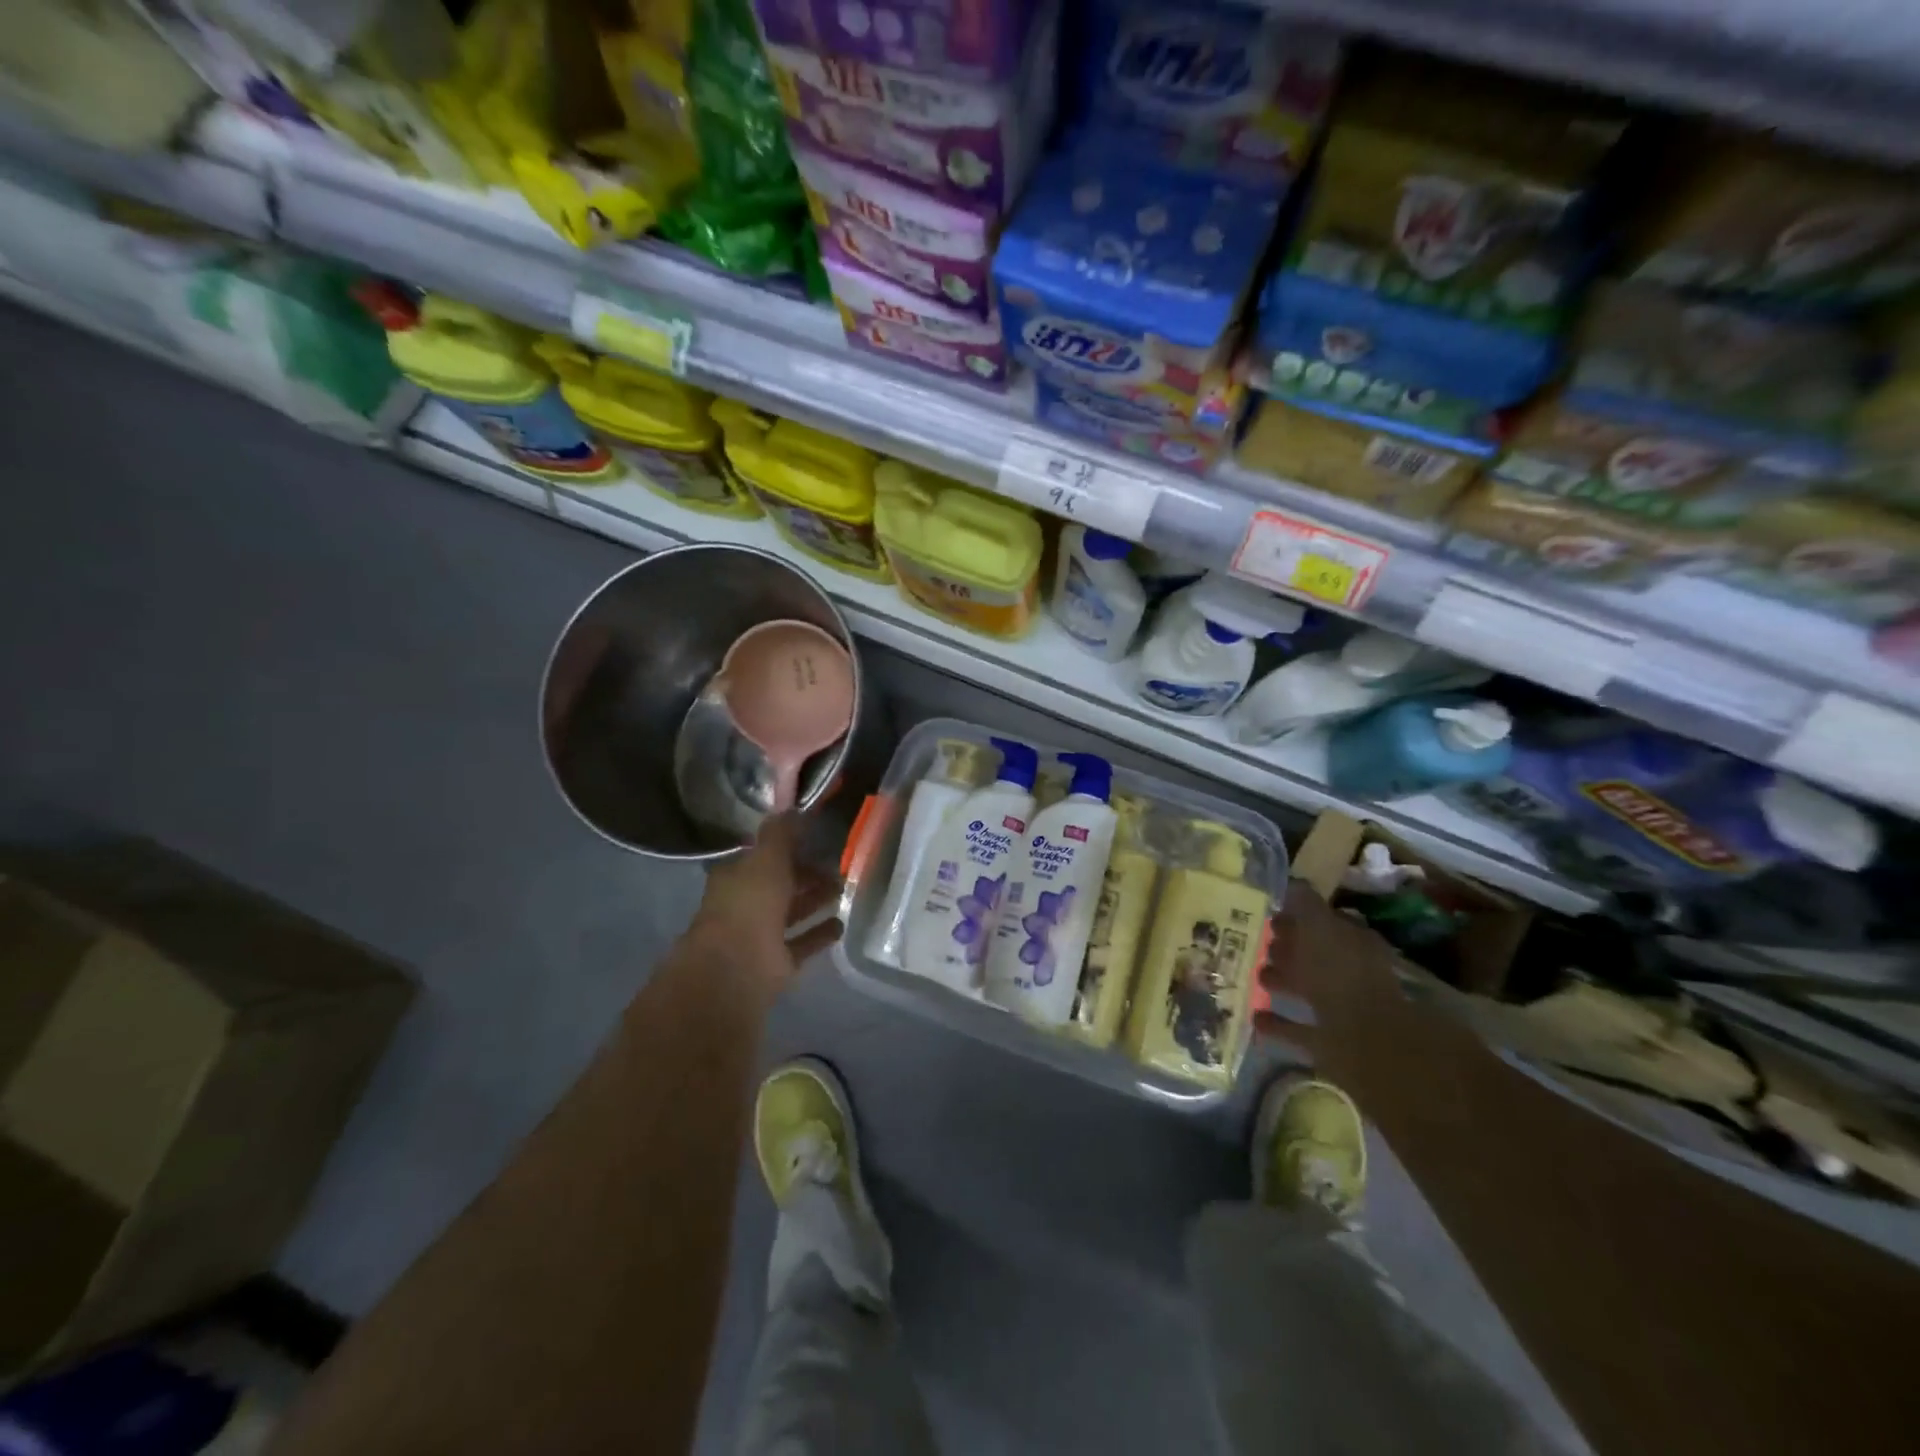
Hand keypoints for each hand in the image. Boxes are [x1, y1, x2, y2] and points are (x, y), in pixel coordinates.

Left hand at [692, 816, 842, 1000]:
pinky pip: (803, 943)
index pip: (763, 855)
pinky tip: (842, 923)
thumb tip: (793, 808)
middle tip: (839, 863)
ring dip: (816, 901)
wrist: (737, 968)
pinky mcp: (777, 963)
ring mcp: (760, 935)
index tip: (815, 837)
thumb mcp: (767, 858)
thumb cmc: (749, 904)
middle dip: (806, 874)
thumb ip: (781, 834)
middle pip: (780, 884)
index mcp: (736, 876)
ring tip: (846, 889)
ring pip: (792, 912)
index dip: (787, 846)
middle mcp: (745, 904)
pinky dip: (820, 933)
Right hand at [1255, 882, 1428, 1092]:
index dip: (1297, 917)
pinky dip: (1280, 1024)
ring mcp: (1345, 1011)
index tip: (1266, 913)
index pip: (1324, 922)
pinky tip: (1255, 1019)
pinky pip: (1301, 1030)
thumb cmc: (1344, 978)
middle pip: (1316, 956)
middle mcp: (1353, 974)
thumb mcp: (1321, 929)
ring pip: (1308, 990)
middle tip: (1254, 943)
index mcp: (1356, 944)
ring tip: (1252, 977)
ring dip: (1282, 982)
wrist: (1375, 1051)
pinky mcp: (1334, 1047)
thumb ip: (1305, 905)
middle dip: (1288, 949)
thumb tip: (1291, 881)